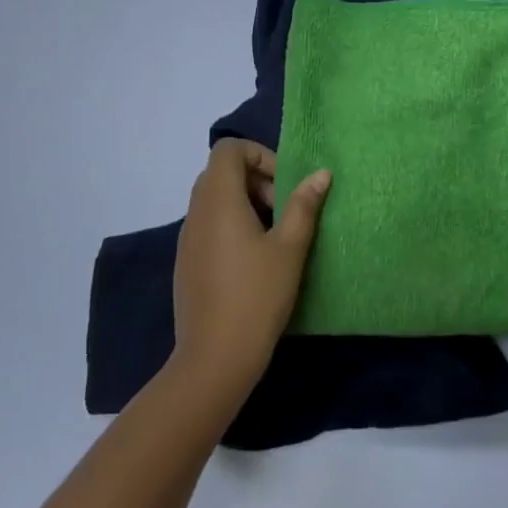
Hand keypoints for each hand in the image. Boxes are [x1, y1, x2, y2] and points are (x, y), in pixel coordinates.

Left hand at [169, 139, 330, 407]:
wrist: (215, 358)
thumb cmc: (257, 295)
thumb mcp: (290, 247)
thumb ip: (304, 205)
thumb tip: (321, 173)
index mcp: (219, 200)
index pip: (228, 150)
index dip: (259, 155)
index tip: (285, 184)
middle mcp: (196, 212)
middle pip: (221, 172)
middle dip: (257, 180)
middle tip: (285, 210)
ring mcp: (187, 238)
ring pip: (214, 200)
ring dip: (247, 203)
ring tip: (275, 236)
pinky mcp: (186, 262)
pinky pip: (208, 224)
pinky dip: (232, 225)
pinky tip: (255, 260)